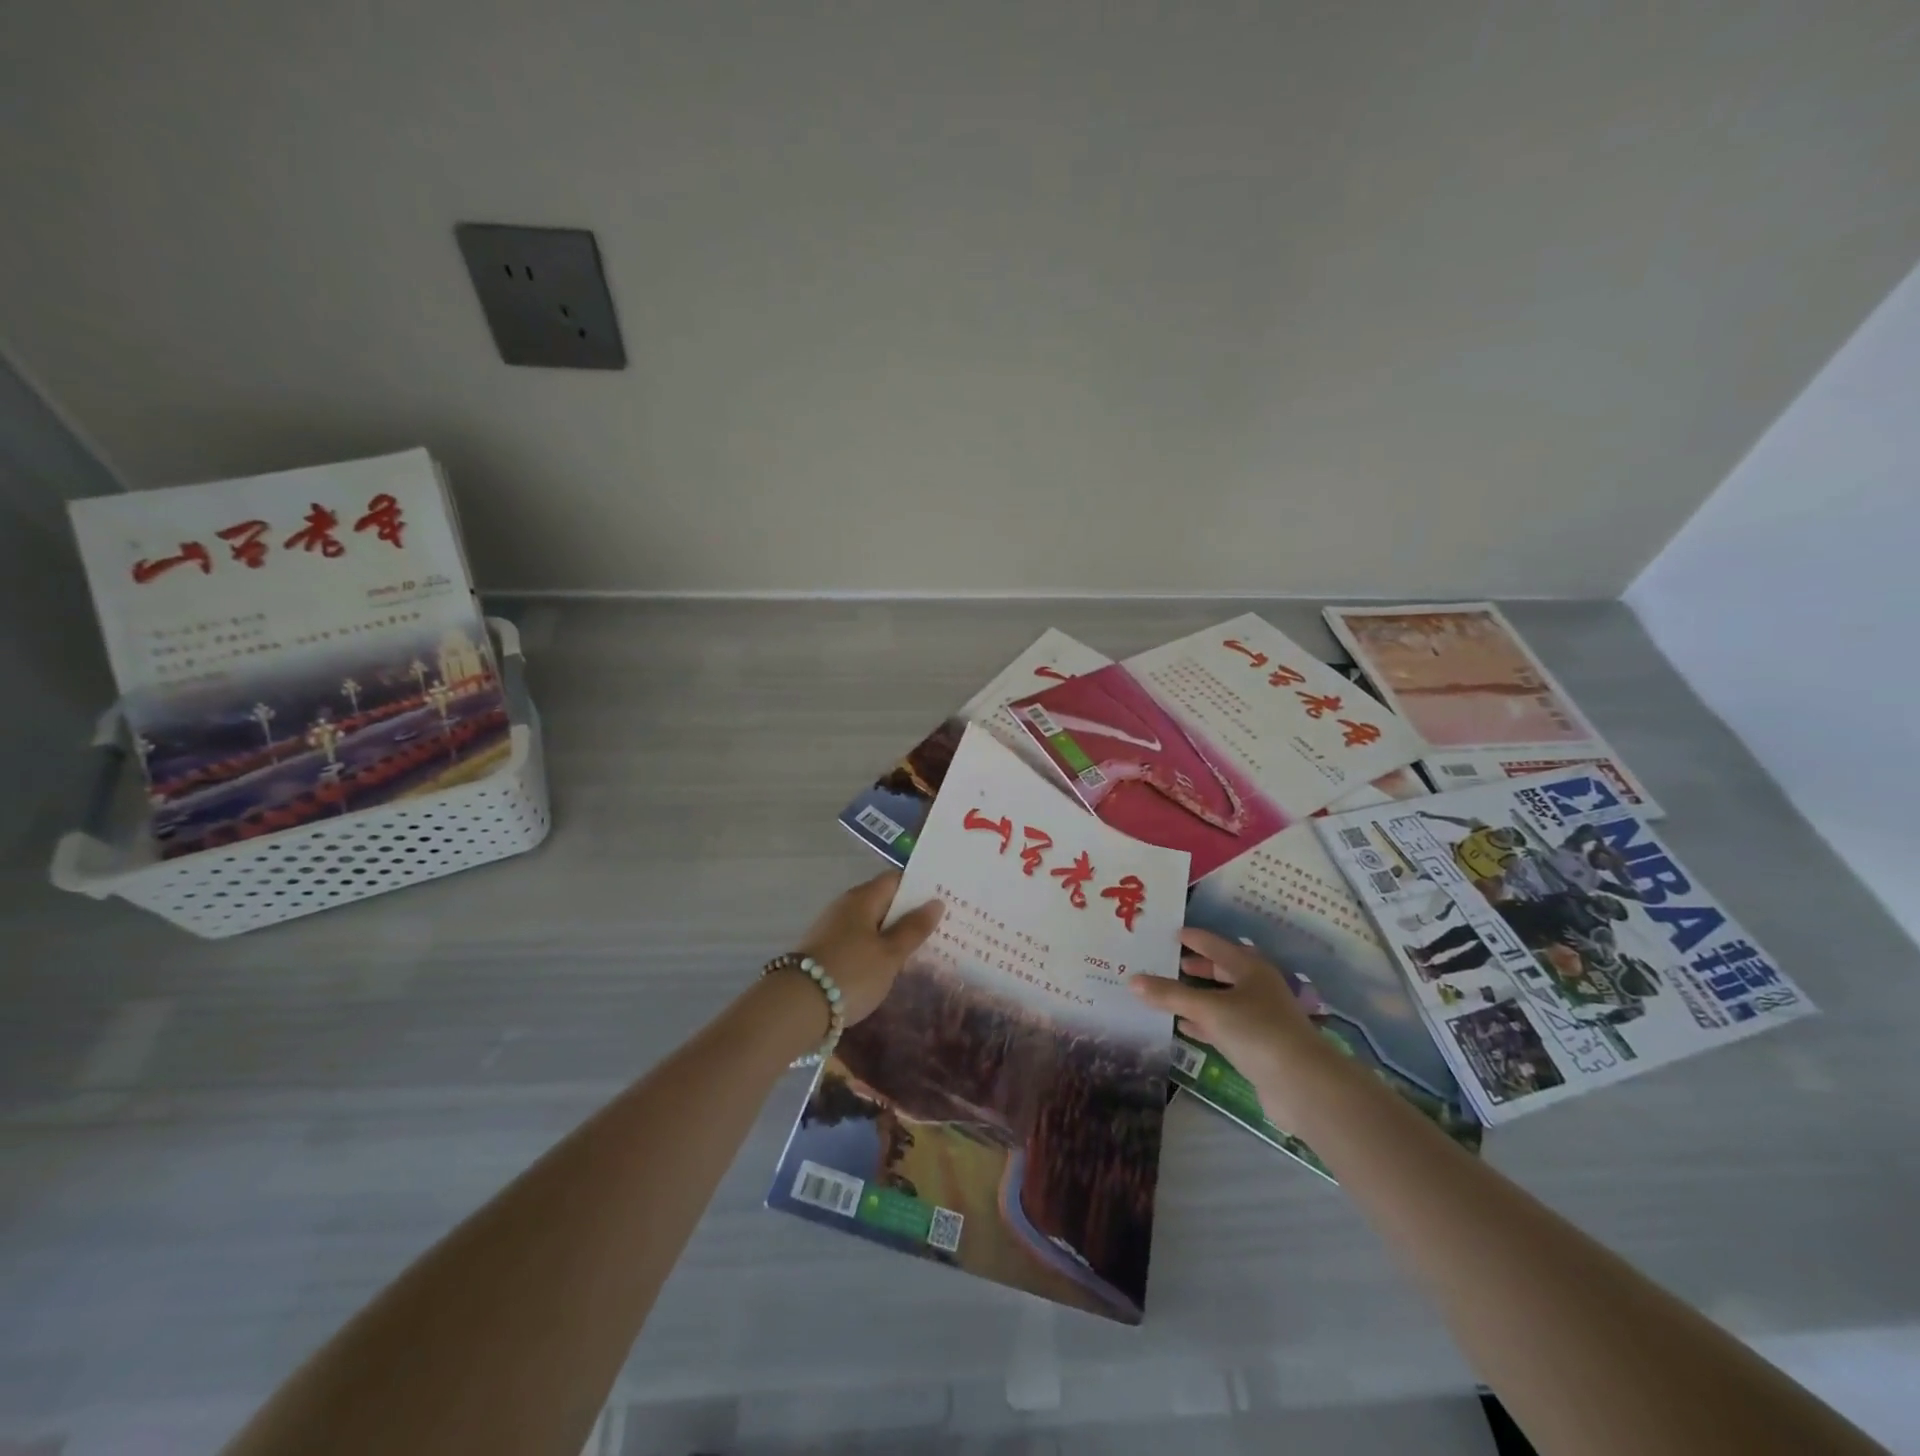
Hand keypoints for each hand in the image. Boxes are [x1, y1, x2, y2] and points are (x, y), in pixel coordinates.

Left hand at [794, 872, 944, 1024]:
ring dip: (891, 934)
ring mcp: (831, 928)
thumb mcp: (890, 954)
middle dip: (908, 913)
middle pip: (882, 901)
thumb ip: (913, 928)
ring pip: (869, 923)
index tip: (943, 901)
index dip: (919, 888)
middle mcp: (844, 906)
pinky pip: (857, 941)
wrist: (796, 1007)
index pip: (895, 880)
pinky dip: (874, 949)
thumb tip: (935, 902)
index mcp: (862, 898)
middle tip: (938, 929)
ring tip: (918, 951)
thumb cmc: (851, 974)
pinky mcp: (823, 951)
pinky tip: (886, 967)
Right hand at [1130, 927, 1341, 1126]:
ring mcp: (1259, 1018)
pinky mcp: (1257, 1045)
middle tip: (1164, 962)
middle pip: (1221, 970)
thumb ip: (1170, 995)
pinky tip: (1182, 1026)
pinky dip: (1203, 1023)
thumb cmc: (1257, 1032)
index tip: (1168, 933)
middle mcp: (1257, 988)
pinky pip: (1223, 1025)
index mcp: (1250, 968)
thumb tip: (1132, 980)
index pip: (1215, 945)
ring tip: (1165, 993)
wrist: (1303, 1085)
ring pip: (1221, 999)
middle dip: (1194, 967)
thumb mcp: (1209, 1008)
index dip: (1192, 938)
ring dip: (1196, 996)